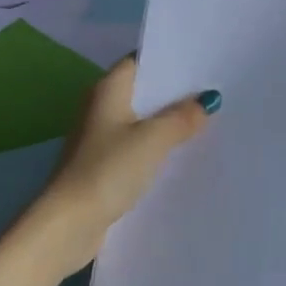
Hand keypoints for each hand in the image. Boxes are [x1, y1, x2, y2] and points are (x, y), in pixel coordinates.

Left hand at [13, 59, 216, 282]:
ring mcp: (101, 138)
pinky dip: (158, 149)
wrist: (69, 225)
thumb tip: (207, 100)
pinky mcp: (104, 166)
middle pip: (144, 92)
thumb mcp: (153, 139)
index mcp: (108, 89)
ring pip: (143, 122)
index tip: (205, 62)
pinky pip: (138, 148)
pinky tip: (184, 155)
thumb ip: (182, 117)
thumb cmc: (108, 170)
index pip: (141, 61)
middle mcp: (101, 107)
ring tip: (209, 121)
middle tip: (216, 92)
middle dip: (176, 94)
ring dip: (169, 124)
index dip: (171, 60)